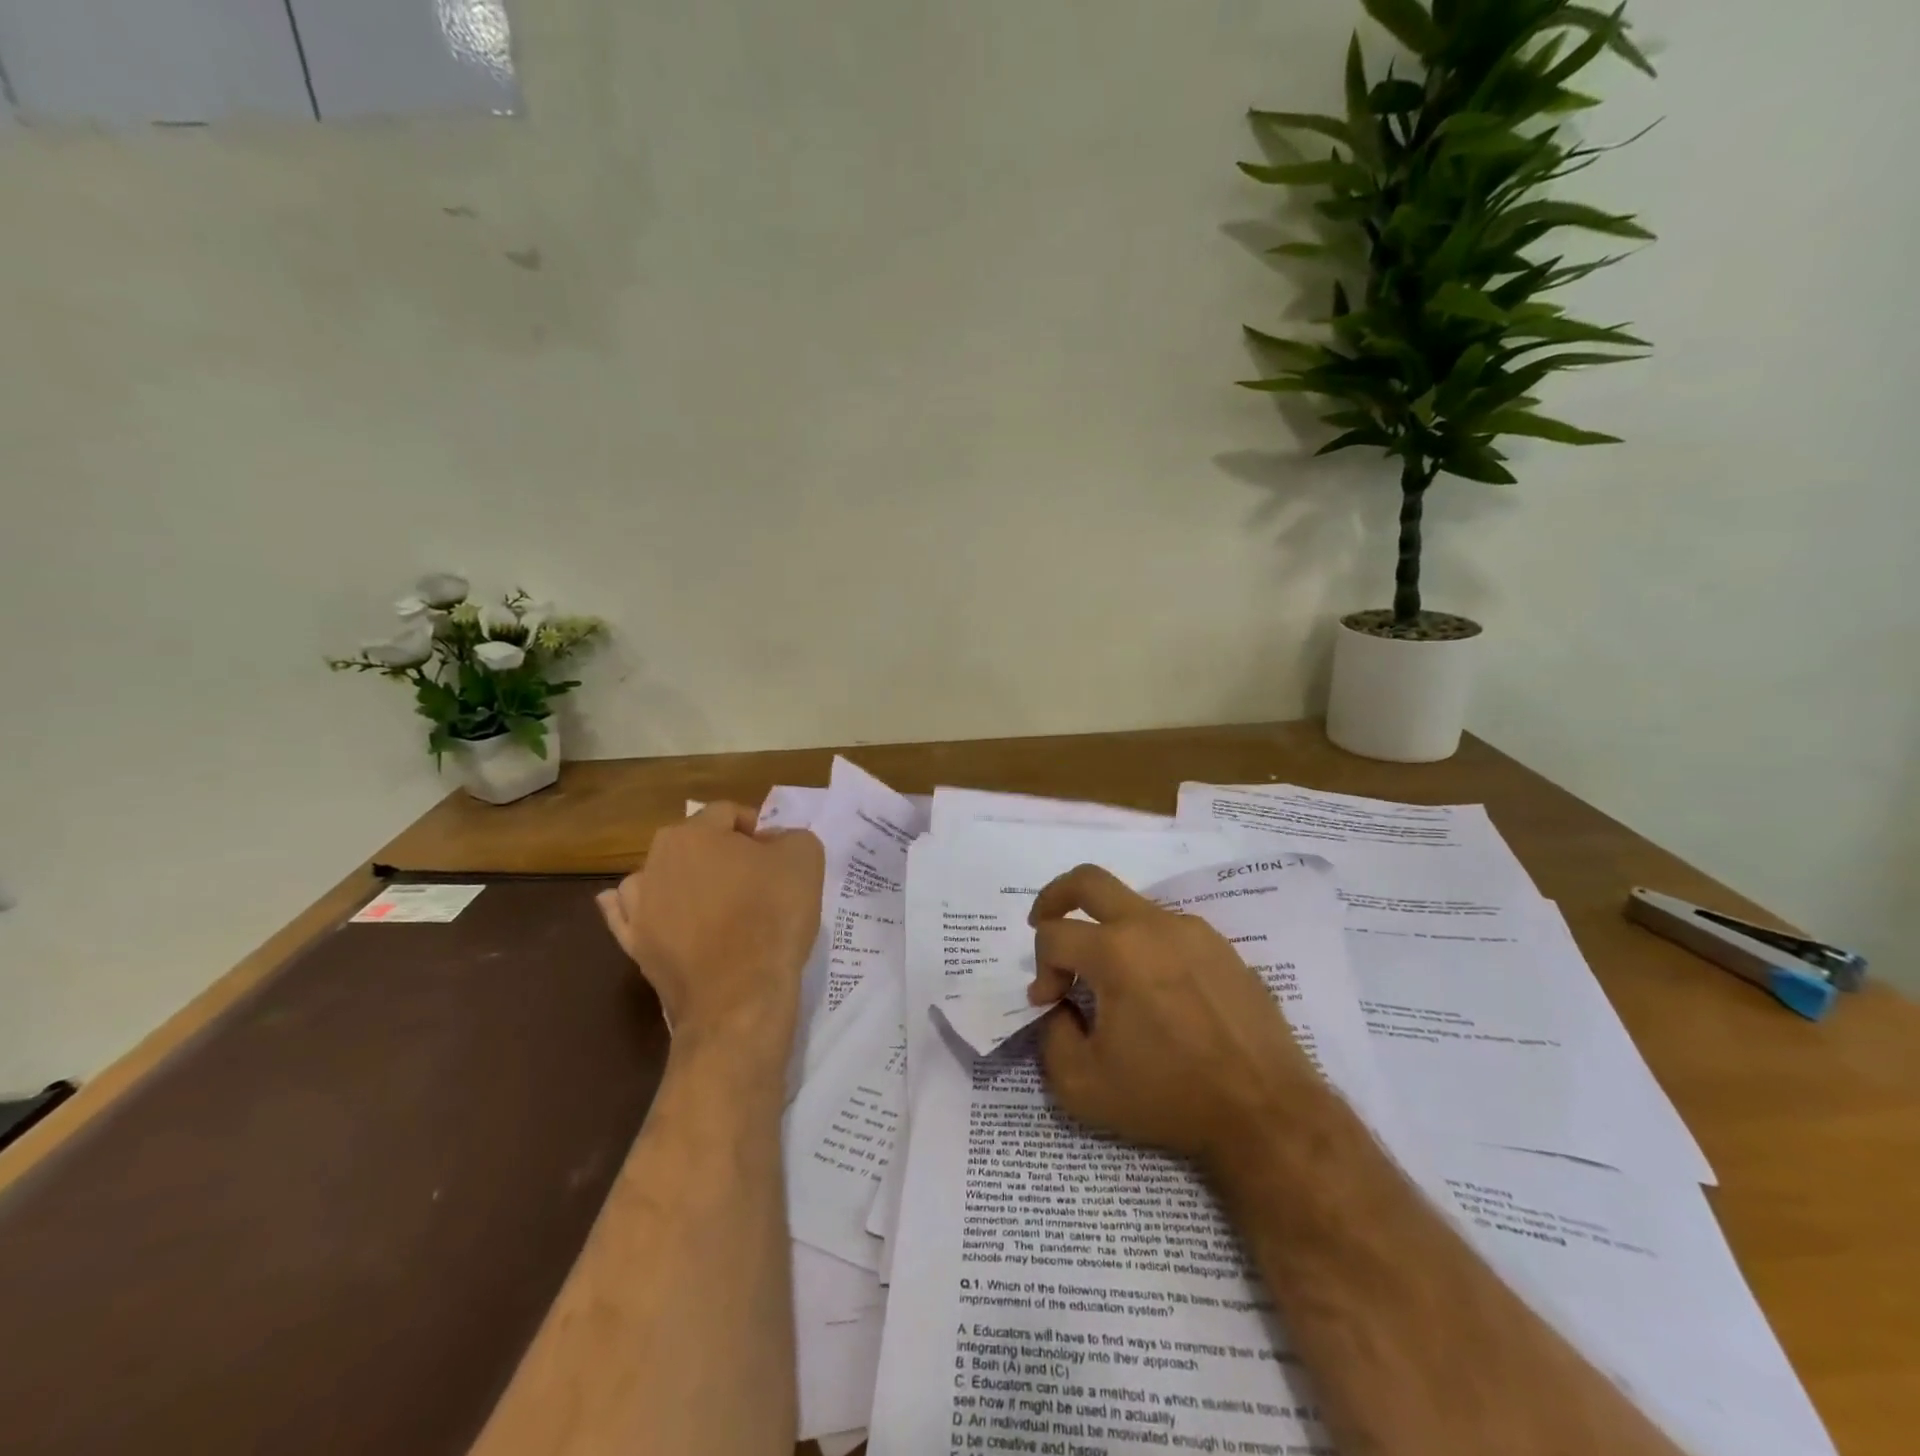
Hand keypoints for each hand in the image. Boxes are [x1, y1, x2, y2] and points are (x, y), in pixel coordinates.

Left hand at [598, 802, 823, 1050]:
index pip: (729, 814)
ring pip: (658, 877)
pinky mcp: (635, 947)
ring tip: (711, 901)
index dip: (757, 829)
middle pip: (692, 844)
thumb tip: (770, 842)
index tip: (777, 856)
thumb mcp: (805, 857)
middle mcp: (656, 862)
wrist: (740, 995)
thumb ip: (789, 835)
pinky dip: (636, 911)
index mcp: (694, 834)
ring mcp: (639, 907)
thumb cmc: (772, 916)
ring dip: (679, 880)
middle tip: (754, 879)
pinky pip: (627, 918)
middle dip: (720, 854)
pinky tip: (642, 910)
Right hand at [1026, 864, 1321, 1169]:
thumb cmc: (1170, 1098)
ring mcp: (1193, 932)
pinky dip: (1146, 947)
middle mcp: (1153, 926)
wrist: (1267, 1112)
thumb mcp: (1083, 1086)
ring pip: (1131, 907)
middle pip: (1088, 881)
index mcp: (1116, 952)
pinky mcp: (1222, 948)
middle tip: (1042, 922)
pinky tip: (1155, 992)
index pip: (1054, 936)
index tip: (1050, 1005)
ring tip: (1108, 979)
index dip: (1040, 968)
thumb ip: (1051, 1038)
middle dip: (1054, 896)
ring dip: (1106, 931)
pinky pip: (1169, 931)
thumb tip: (1060, 1008)